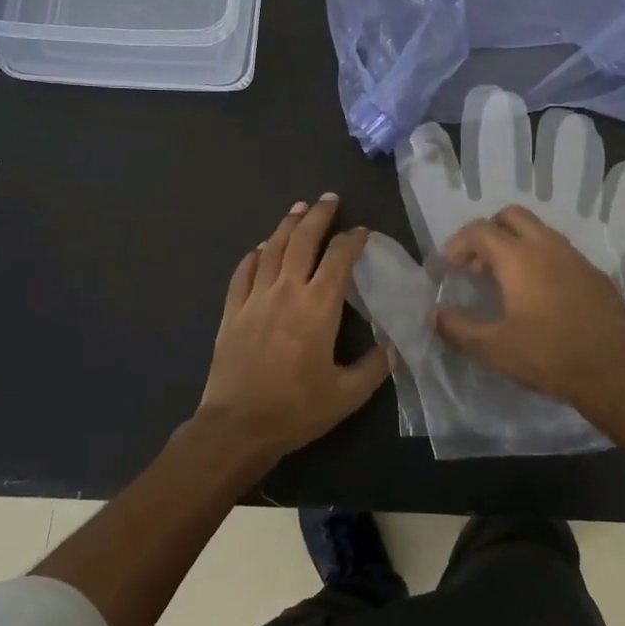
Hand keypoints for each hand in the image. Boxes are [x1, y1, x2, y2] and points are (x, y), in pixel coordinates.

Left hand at [196, 194, 391, 462]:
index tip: (362, 232)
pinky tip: (261, 249)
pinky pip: (243, 272)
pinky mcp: (231, 311)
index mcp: (318, 307)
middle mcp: (287, 291)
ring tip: (298, 209)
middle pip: (302, 240)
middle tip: (328, 199)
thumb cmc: (296, 409)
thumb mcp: (347, 395)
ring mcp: (255, 298)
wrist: (237, 425)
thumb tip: (392, 349)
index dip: (353, 240)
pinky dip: (255, 255)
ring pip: (272, 249)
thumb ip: (374, 368)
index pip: (339, 259)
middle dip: (318, 216)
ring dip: (287, 226)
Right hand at [436, 206, 624, 426]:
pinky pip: (561, 253)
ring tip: (505, 280)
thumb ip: (459, 328)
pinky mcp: (595, 274)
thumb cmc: (548, 356)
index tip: (449, 267)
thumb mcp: (494, 348)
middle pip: (512, 216)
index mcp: (519, 258)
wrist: (613, 373)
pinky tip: (540, 295)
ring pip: (539, 231)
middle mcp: (548, 246)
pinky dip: (541, 260)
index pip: (480, 230)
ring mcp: (576, 258)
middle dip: (488, 232)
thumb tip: (437, 315)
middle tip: (477, 265)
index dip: (458, 244)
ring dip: (516, 244)